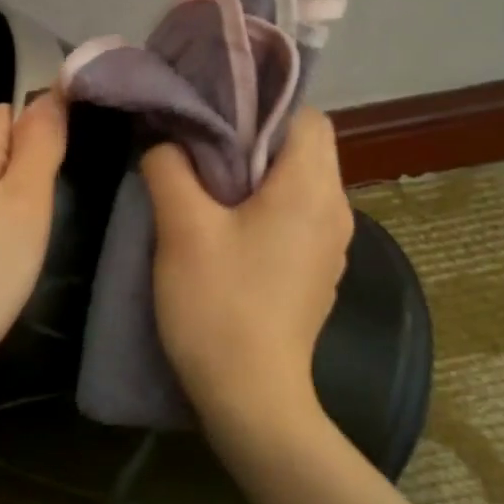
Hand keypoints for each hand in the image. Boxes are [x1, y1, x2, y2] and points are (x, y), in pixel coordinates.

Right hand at [140, 107, 351, 430]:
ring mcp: (332, 247)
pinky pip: (295, 220)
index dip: (261, 106)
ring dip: (255, 178)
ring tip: (204, 189)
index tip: (214, 118)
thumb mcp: (182, 229)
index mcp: (312, 189)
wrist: (252, 397)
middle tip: (197, 151)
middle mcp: (336, 210)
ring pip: (297, 186)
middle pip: (302, 149)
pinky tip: (225, 234)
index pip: (306, 115)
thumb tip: (166, 142)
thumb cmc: (219, 305)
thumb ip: (170, 169)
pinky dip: (265, 211)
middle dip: (252, 142)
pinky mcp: (317, 274)